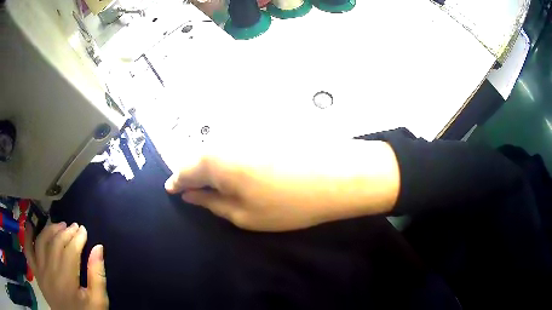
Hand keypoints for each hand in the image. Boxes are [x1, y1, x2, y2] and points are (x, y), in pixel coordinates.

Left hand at [24, 222, 107, 309]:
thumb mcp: (98, 301)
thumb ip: (97, 276)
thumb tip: (98, 248)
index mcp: (67, 282)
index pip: (70, 251)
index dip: (77, 238)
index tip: (84, 230)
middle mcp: (50, 273)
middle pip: (55, 244)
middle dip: (66, 232)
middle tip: (74, 226)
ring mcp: (40, 272)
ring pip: (41, 242)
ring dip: (49, 230)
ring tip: (59, 226)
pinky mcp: (36, 273)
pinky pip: (28, 251)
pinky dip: (27, 237)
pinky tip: (30, 225)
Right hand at [165, 139, 399, 231]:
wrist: (339, 175)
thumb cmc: (288, 203)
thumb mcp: (243, 215)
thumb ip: (211, 203)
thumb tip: (190, 194)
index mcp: (214, 160)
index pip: (184, 170)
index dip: (177, 182)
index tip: (172, 190)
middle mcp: (227, 137)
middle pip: (200, 156)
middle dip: (195, 174)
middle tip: (197, 191)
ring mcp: (248, 129)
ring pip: (219, 148)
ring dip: (215, 166)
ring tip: (221, 184)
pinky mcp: (267, 126)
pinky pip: (238, 143)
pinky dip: (233, 157)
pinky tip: (244, 169)